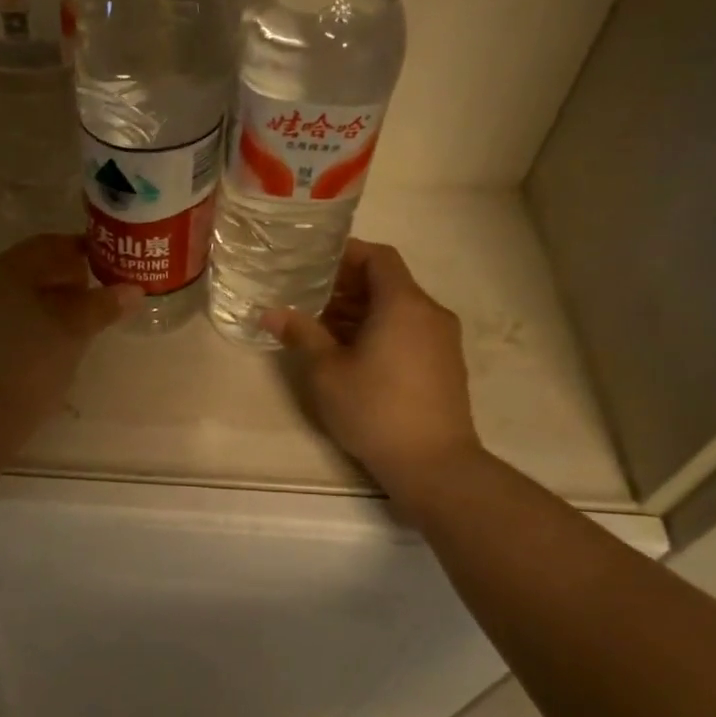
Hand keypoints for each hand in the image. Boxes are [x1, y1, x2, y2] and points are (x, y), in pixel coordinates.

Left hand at [0, 234, 134, 426]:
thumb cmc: (28, 366)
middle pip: (24, 270)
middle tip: (87, 304)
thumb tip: (132, 290)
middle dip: (58, 282)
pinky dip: (12, 326)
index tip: (102, 271)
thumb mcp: (73, 333)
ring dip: (34, 305)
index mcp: (3, 267)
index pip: (47, 246)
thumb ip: (101, 306)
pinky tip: (29, 349)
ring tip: (62, 330)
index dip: (79, 254)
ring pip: (4, 296)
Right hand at [262, 239, 481, 485]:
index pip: (378, 257)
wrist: (433, 463)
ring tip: (323, 326)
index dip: (346, 253)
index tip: (314, 261)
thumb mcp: (327, 371)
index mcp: (403, 304)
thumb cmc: (374, 409)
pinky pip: (409, 330)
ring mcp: (442, 339)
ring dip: (362, 310)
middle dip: (348, 285)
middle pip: (388, 282)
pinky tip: (352, 353)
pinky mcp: (445, 364)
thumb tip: (270, 312)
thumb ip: (301, 334)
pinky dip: (380, 329)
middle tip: (308, 295)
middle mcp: (430, 312)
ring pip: (398, 309)